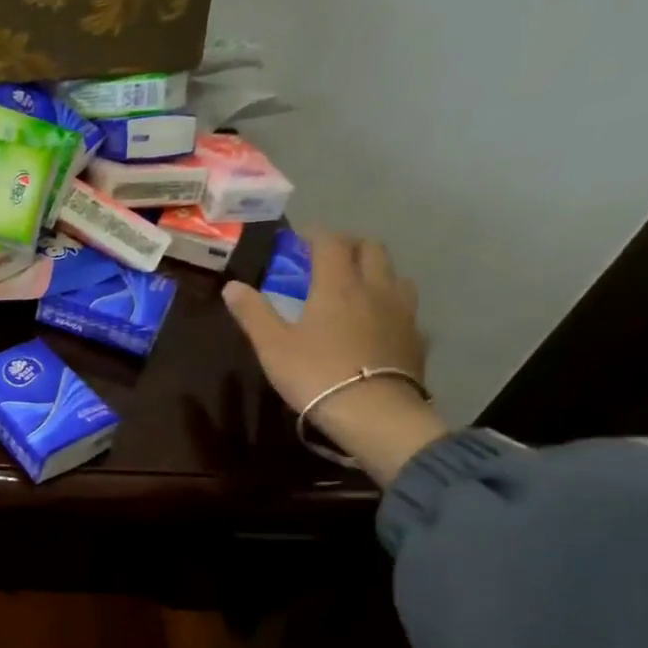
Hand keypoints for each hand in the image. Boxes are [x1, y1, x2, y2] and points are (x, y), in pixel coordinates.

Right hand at [223, 229, 448, 485]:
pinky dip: (391, 307)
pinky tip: (381, 324)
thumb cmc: (316, 374)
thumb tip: (231, 287)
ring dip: (377, 272)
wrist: (373, 413)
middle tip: (330, 258)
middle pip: (372, 249)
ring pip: (396, 275)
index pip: (331, 243)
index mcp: (338, 285)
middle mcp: (375, 288)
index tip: (302, 237)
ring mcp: (402, 313)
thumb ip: (253, 313)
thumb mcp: (273, 346)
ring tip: (359, 287)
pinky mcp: (416, 339)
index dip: (316, 234)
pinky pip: (407, 311)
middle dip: (350, 246)